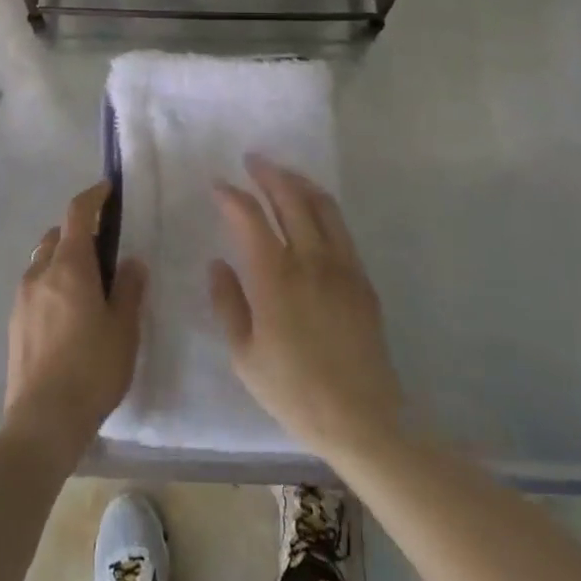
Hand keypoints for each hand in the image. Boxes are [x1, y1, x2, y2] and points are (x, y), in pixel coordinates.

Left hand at [4, 182, 146, 460]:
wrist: (43, 420)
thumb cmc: (92, 369)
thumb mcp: (124, 328)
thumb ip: (129, 288)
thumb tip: (130, 262)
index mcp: (69, 266)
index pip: (77, 213)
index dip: (93, 196)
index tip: (108, 190)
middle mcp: (40, 272)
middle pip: (56, 235)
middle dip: (78, 231)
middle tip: (104, 249)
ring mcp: (22, 297)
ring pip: (42, 260)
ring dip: (63, 258)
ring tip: (88, 284)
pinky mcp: (14, 322)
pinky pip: (35, 286)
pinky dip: (52, 283)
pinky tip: (69, 313)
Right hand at [210, 157, 402, 461]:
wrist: (363, 419)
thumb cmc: (294, 391)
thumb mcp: (245, 355)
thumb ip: (227, 303)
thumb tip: (218, 263)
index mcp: (275, 277)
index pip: (250, 217)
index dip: (232, 196)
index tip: (218, 185)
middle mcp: (311, 260)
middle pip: (290, 198)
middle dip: (268, 173)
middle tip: (252, 160)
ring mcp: (342, 266)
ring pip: (322, 206)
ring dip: (299, 182)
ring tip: (282, 174)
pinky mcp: (362, 278)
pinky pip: (340, 228)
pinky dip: (322, 207)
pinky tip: (312, 211)